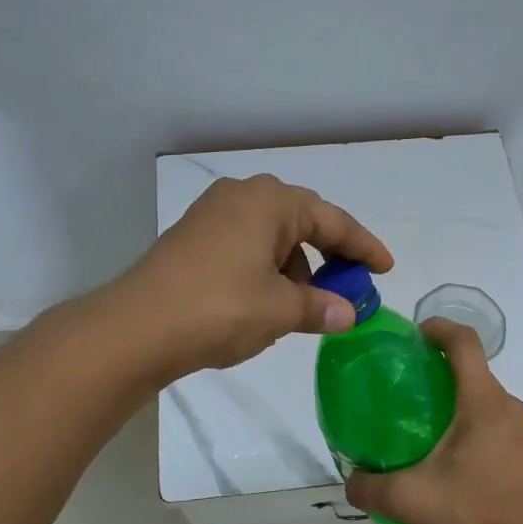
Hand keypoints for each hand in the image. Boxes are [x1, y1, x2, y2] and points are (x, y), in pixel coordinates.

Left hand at [119, 174, 392, 376]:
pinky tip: (267, 301)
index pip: (332, 221)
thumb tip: (348, 314)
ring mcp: (213, 215)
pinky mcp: (193, 238)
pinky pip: (246, 246)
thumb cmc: (220, 308)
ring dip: (295, 267)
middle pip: (302, 222)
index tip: (385, 269)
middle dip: (328, 255)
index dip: (363, 247)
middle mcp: (242, 196)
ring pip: (271, 236)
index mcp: (270, 201)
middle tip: (349, 286)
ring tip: (305, 305)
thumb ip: (321, 307)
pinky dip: (266, 269)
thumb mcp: (280, 310)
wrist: (137, 327)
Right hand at [344, 319, 522, 523]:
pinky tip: (449, 454)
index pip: (465, 342)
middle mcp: (509, 408)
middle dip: (440, 367)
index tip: (413, 336)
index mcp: (483, 403)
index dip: (438, 328)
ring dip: (456, 397)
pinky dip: (471, 421)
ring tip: (423, 420)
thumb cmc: (472, 515)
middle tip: (405, 385)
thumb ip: (370, 486)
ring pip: (485, 397)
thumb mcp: (409, 500)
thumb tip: (351, 480)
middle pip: (474, 369)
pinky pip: (496, 421)